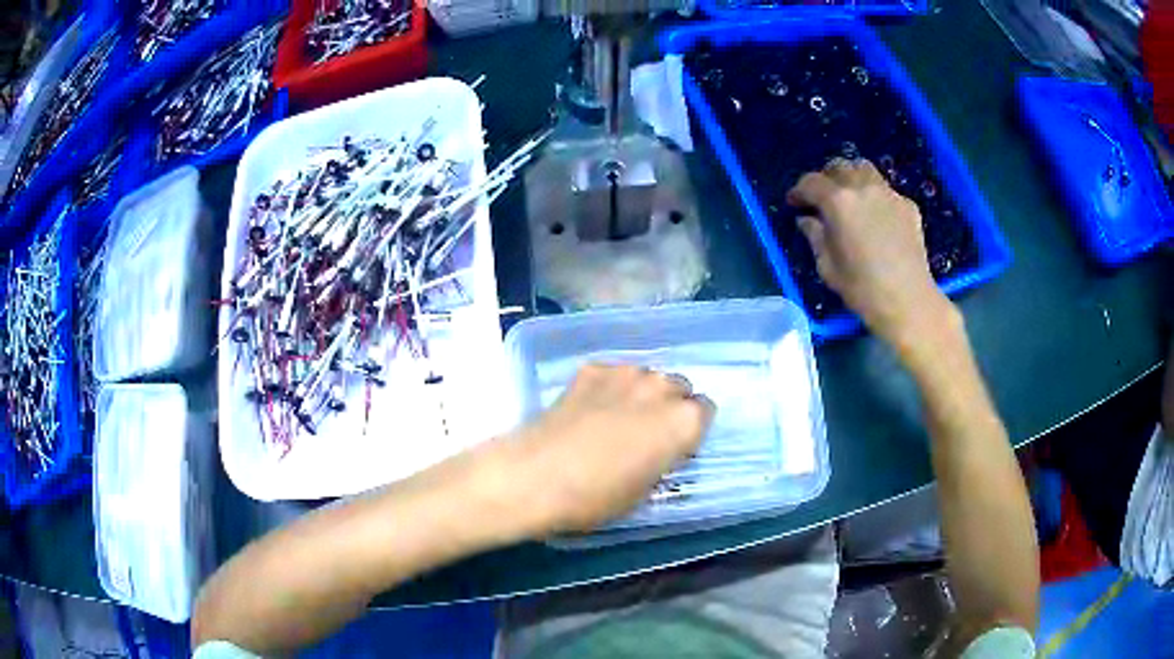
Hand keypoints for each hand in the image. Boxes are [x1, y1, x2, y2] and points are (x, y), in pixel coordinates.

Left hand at [500, 364, 713, 535]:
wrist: (536, 476)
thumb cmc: (597, 497)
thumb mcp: (645, 492)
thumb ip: (662, 461)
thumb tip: (658, 452)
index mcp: (684, 420)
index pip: (705, 411)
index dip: (690, 430)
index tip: (674, 447)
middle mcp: (661, 387)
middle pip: (678, 387)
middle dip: (669, 406)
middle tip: (647, 433)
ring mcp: (624, 372)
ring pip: (646, 377)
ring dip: (640, 394)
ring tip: (615, 418)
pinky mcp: (590, 369)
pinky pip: (613, 374)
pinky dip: (609, 387)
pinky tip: (588, 409)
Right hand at [787, 158, 958, 352]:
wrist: (908, 301)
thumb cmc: (863, 289)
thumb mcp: (828, 267)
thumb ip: (815, 237)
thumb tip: (807, 220)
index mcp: (838, 202)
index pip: (811, 183)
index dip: (799, 191)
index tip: (794, 203)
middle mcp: (863, 188)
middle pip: (840, 167)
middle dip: (826, 178)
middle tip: (821, 197)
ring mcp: (889, 194)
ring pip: (865, 170)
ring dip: (852, 178)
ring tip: (850, 197)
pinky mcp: (908, 206)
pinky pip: (887, 190)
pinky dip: (876, 196)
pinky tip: (877, 217)